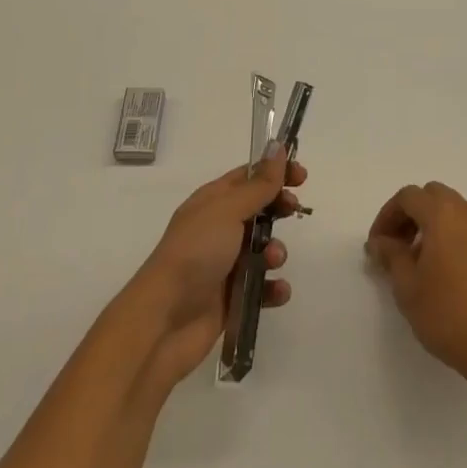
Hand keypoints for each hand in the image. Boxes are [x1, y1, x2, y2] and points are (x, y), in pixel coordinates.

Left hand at [128, 151, 306, 391]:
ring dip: (276, 251)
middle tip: (293, 210)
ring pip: (263, 249)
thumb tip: (277, 147)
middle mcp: (218, 229)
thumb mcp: (228, 210)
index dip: (275, 172)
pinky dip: (272, 288)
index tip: (302, 175)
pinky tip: (276, 291)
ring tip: (272, 260)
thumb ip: (258, 184)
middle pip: (259, 210)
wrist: (164, 320)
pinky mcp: (231, 298)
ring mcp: (224, 264)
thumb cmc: (195, 253)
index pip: (248, 177)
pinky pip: (261, 286)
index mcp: (212, 202)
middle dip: (279, 209)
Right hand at [366, 182, 466, 388]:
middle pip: (438, 197)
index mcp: (443, 216)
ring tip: (435, 267)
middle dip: (416, 215)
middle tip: (404, 247)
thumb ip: (391, 256)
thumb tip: (381, 241)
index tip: (379, 245)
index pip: (408, 197)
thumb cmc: (449, 318)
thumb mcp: (407, 289)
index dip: (388, 215)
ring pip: (464, 216)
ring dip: (443, 229)